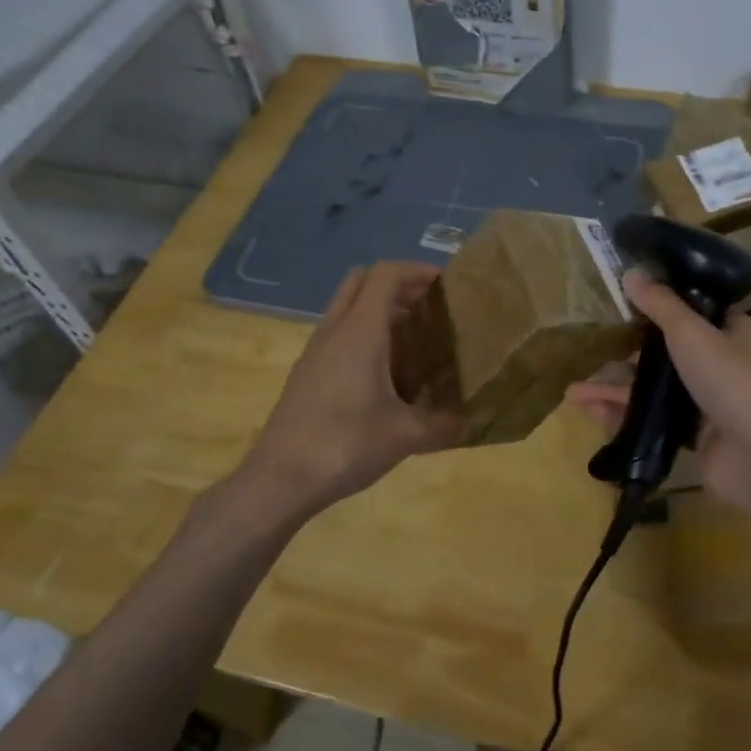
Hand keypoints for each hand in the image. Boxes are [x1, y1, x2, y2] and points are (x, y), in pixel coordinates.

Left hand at [239, 262, 461, 516]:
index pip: (386, 274)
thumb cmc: (345, 445)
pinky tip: (384, 373)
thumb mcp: (405, 437)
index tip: (445, 284)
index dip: (417, 270)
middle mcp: (335, 330)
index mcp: (360, 331)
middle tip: (428, 306)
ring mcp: (315, 351)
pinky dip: (363, 334)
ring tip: (413, 339)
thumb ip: (443, 425)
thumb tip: (471, 422)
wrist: (279, 479)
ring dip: (378, 309)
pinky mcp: (306, 373)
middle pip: (361, 280)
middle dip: (396, 284)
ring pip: (346, 307)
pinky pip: (338, 334)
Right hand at [569, 268, 750, 509]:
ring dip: (617, 389)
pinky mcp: (697, 437)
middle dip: (628, 352)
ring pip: (656, 389)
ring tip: (575, 390)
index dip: (663, 303)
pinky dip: (624, 416)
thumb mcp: (690, 332)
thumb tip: (630, 272)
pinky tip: (590, 413)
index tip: (626, 300)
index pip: (697, 310)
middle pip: (670, 351)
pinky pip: (654, 421)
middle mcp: (724, 364)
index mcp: (733, 332)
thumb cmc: (731, 380)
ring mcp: (710, 403)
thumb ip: (660, 304)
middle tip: (593, 346)